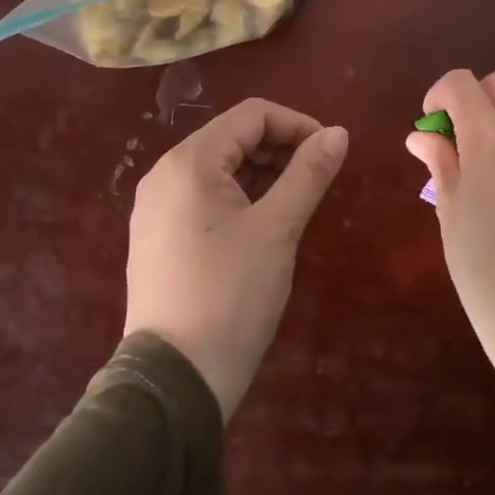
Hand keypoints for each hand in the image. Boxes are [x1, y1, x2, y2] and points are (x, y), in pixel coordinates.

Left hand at [125, 98, 348, 418]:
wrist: (175, 379)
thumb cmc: (231, 293)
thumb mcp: (278, 228)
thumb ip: (308, 173)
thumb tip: (338, 133)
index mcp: (189, 162)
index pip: (251, 115)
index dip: (296, 124)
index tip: (329, 152)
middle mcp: (165, 174)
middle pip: (232, 138)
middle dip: (279, 148)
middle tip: (316, 179)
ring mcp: (156, 207)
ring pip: (219, 168)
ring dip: (262, 173)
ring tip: (296, 202)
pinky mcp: (157, 236)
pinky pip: (204, 197)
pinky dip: (239, 197)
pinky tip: (263, 224)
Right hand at [407, 70, 494, 388]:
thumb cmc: (481, 267)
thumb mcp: (449, 210)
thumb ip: (439, 161)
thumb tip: (422, 135)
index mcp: (491, 142)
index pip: (463, 84)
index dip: (439, 94)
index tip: (432, 124)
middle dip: (474, 97)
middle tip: (459, 136)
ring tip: (483, 172)